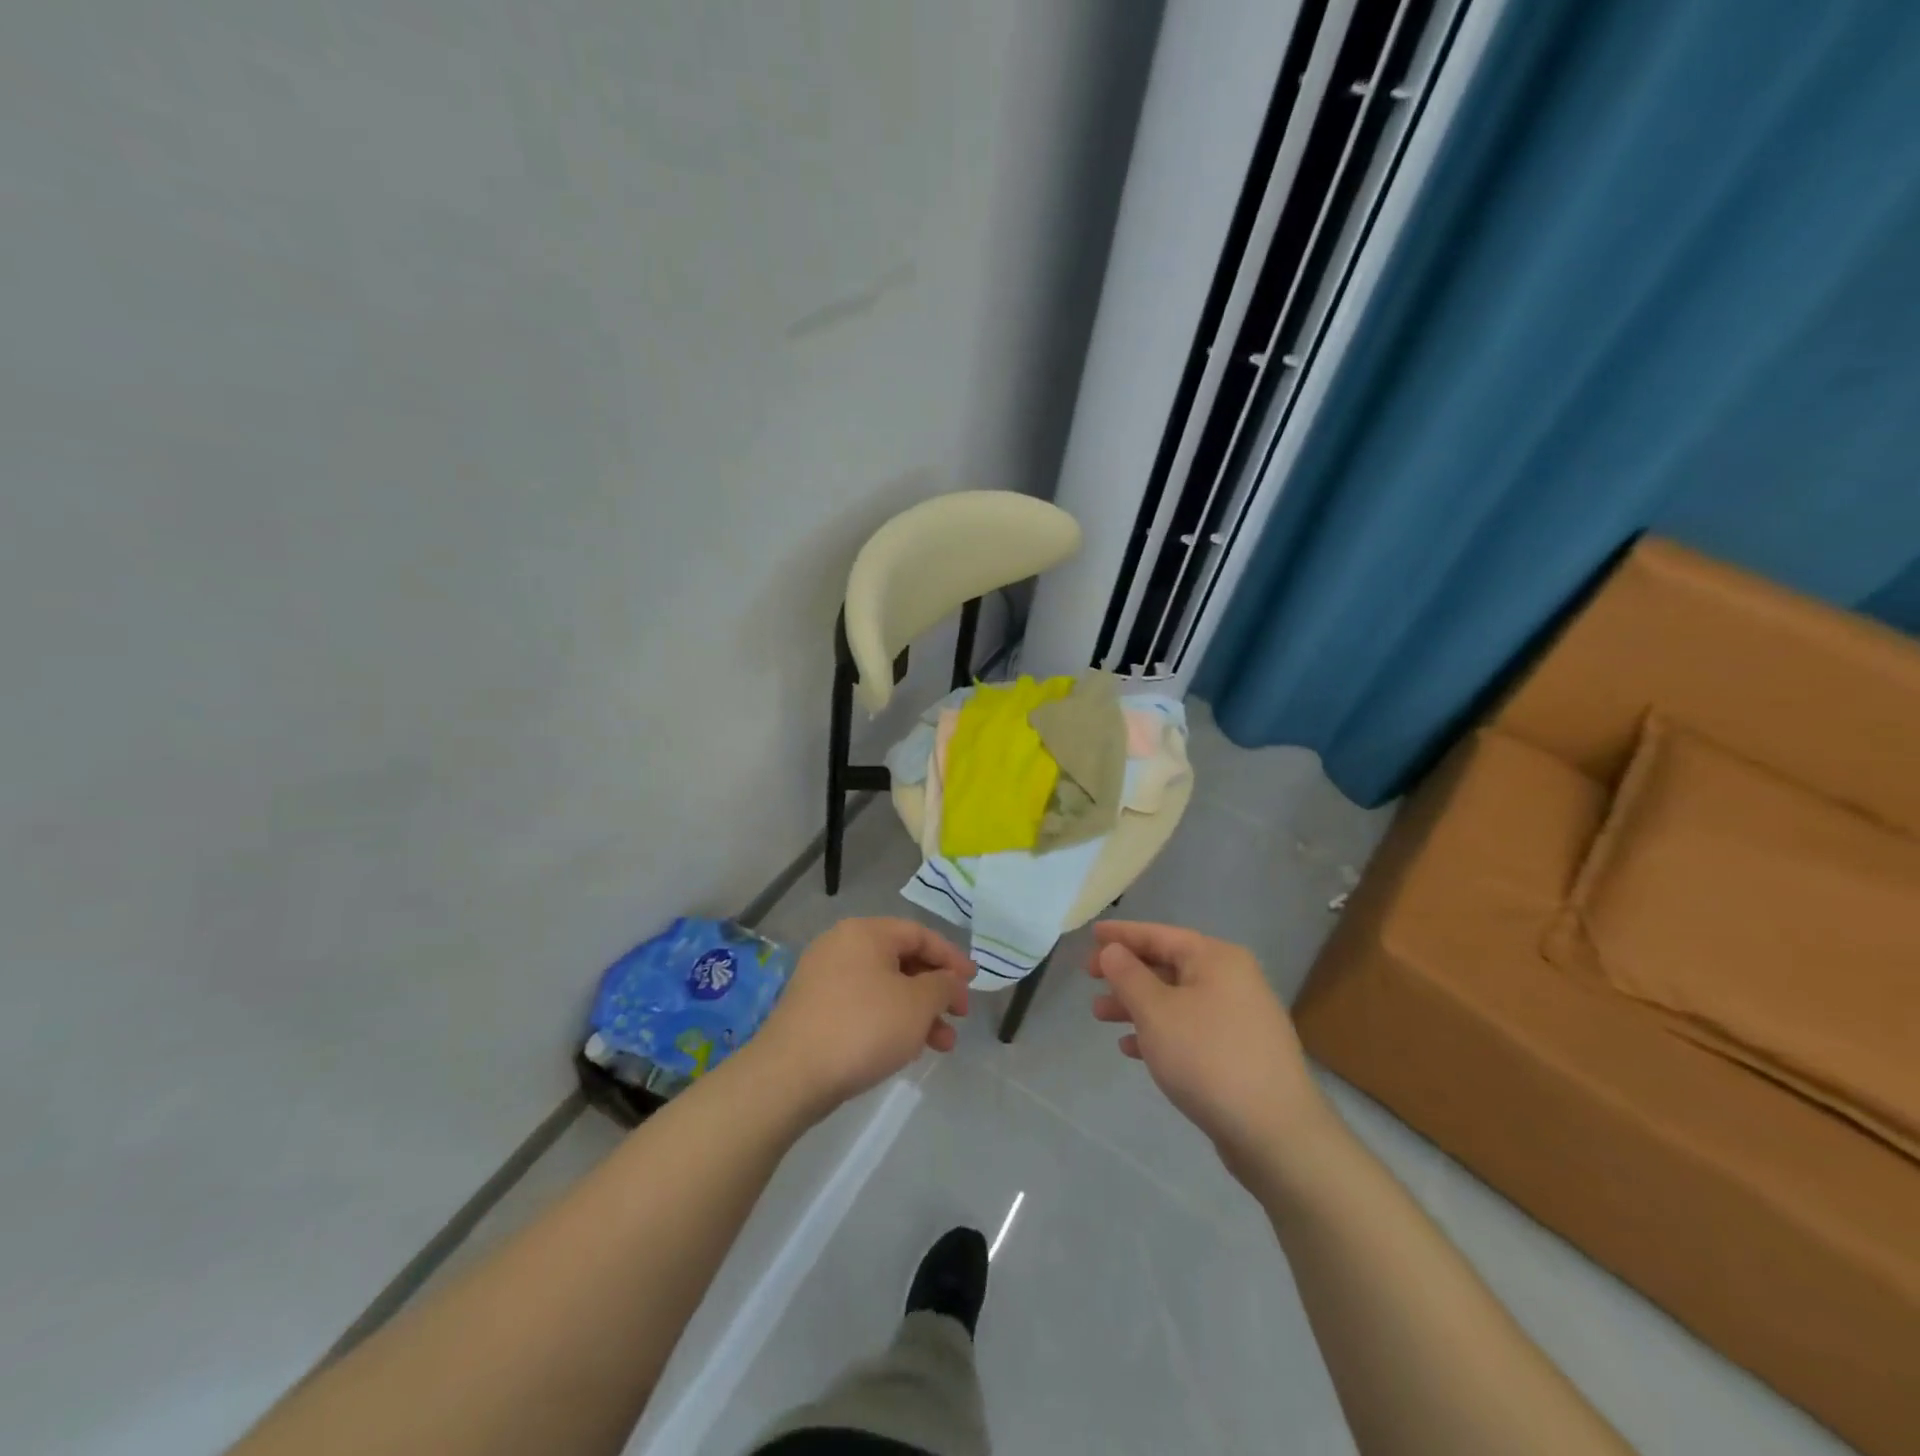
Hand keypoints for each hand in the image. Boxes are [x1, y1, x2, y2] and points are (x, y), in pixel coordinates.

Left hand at [749, 917, 971, 1115]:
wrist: (790, 1075)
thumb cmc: (863, 1027)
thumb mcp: (917, 1004)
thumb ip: (943, 986)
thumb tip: (949, 981)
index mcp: (866, 932)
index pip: (920, 934)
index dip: (952, 958)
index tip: (972, 984)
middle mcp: (841, 945)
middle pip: (902, 960)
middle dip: (935, 992)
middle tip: (957, 1018)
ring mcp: (823, 977)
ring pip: (883, 987)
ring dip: (916, 1013)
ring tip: (940, 1046)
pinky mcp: (813, 1008)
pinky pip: (862, 1005)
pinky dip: (889, 1020)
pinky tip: (904, 1050)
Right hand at [1089, 921, 1327, 1182]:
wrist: (1276, 1134)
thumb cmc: (1208, 1058)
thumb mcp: (1156, 1012)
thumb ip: (1128, 975)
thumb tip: (1113, 950)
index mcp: (1217, 959)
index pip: (1159, 935)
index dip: (1122, 934)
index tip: (1092, 935)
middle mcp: (1233, 980)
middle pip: (1168, 965)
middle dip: (1126, 973)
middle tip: (1089, 978)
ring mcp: (1239, 1018)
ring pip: (1176, 1000)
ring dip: (1137, 1005)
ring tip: (1100, 1016)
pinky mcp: (1240, 1053)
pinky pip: (1190, 1029)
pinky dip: (1160, 1032)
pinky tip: (1132, 1049)